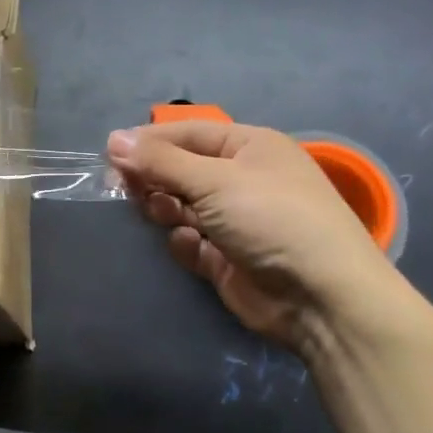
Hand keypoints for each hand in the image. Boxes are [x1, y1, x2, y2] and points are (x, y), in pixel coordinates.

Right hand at [106, 121, 402, 355]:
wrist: (322, 298)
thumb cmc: (271, 218)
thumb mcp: (214, 180)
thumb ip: (160, 161)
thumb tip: (113, 139)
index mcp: (249, 147)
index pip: (187, 133)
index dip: (149, 141)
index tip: (110, 154)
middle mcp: (242, 179)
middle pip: (181, 169)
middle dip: (154, 177)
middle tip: (124, 188)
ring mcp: (236, 220)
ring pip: (181, 206)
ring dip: (166, 208)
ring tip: (160, 214)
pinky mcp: (228, 258)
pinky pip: (191, 242)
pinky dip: (185, 243)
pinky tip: (192, 247)